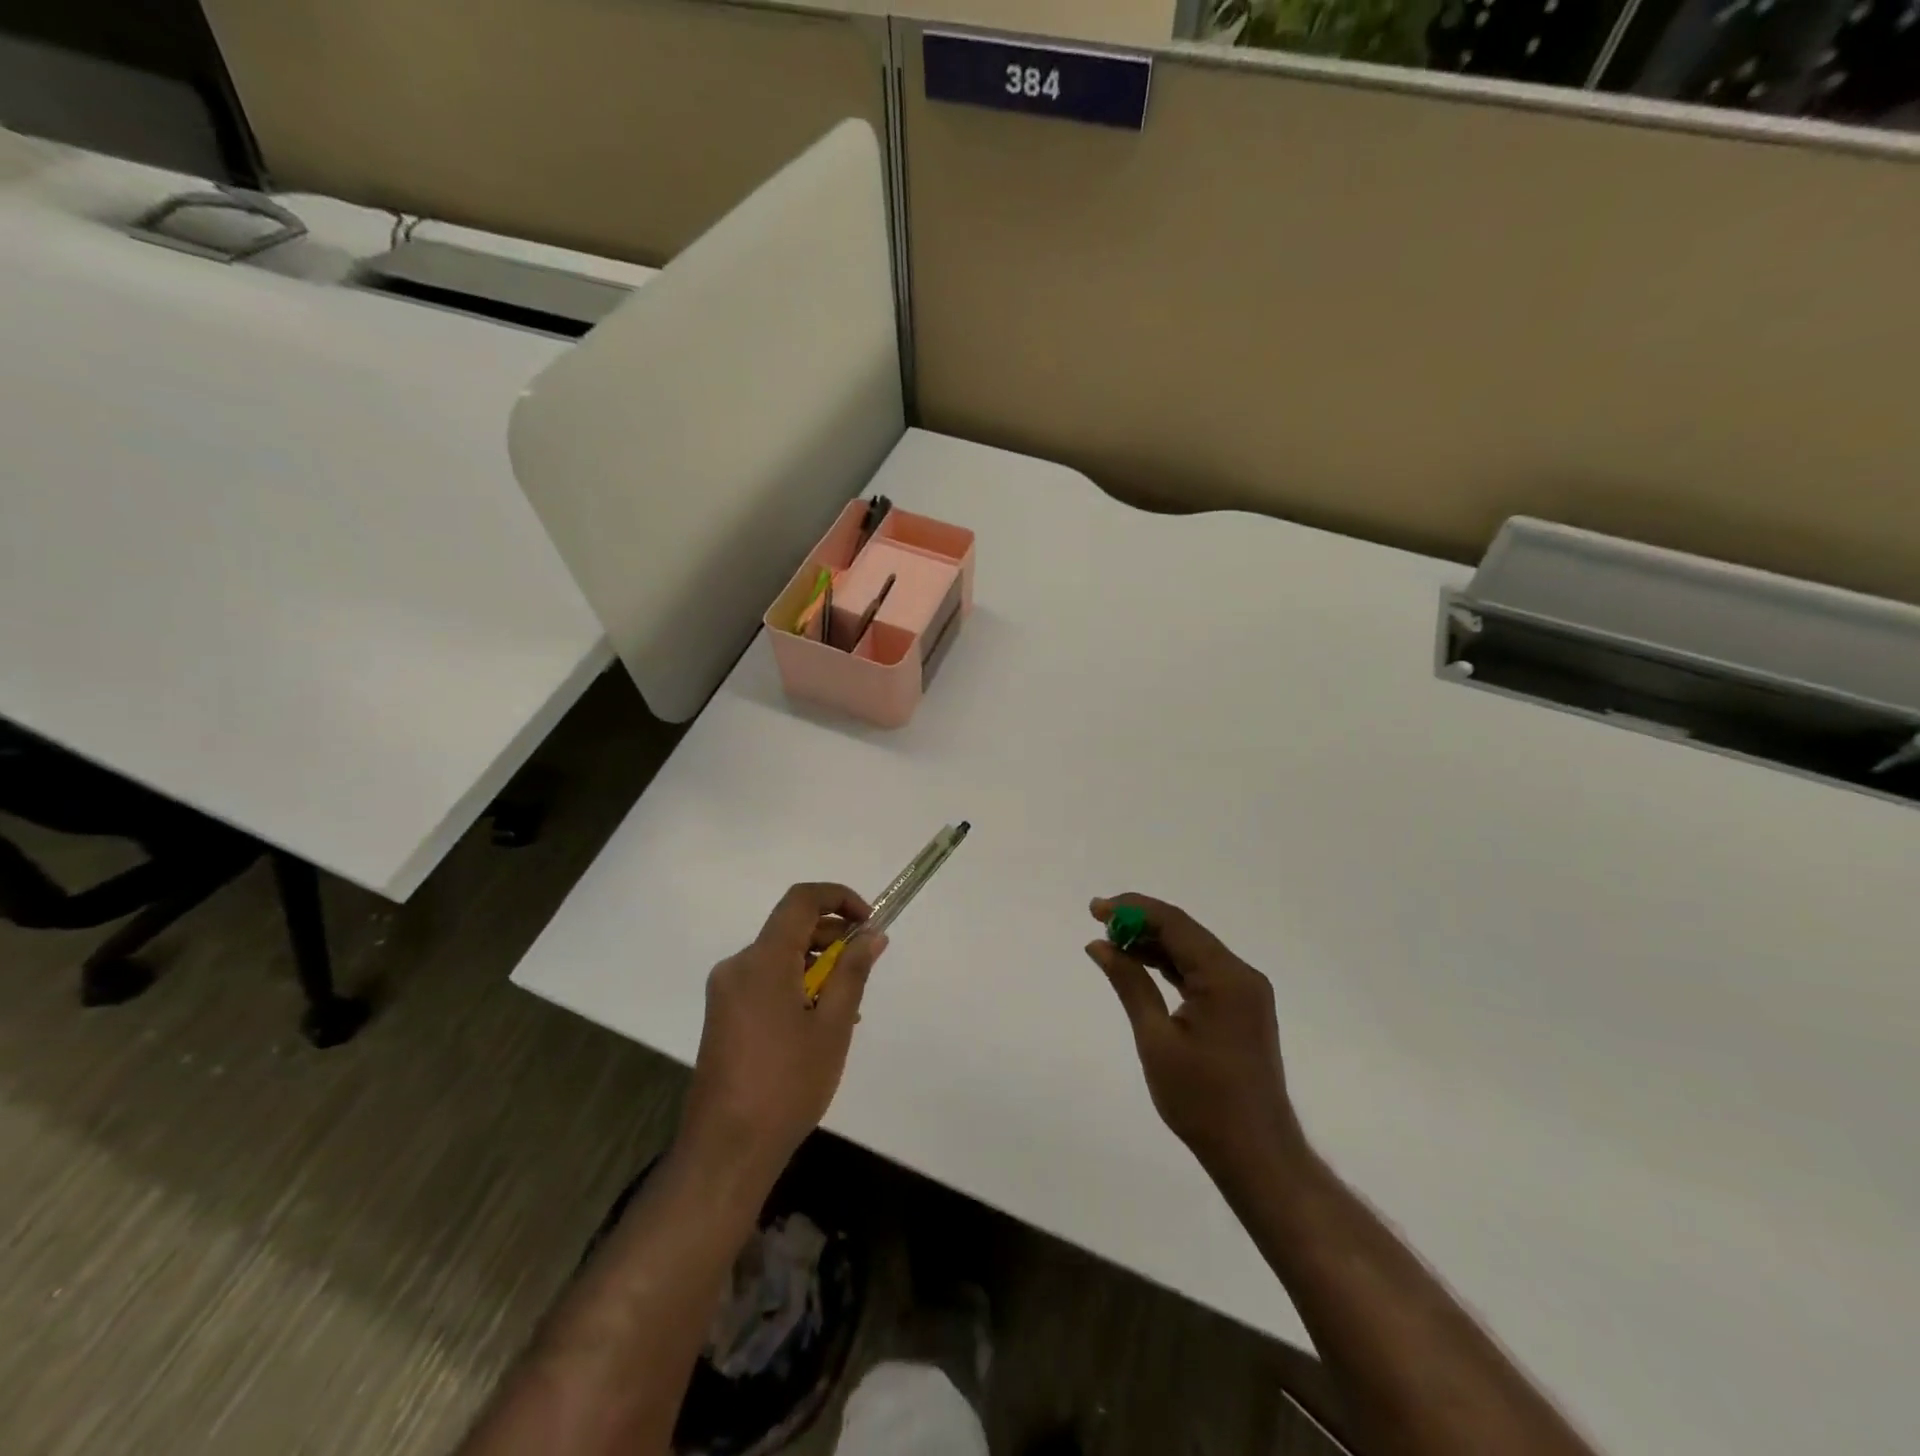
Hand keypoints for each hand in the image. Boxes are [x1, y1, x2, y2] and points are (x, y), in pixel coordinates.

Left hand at [681, 883, 889, 1182]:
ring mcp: (725, 992)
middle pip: (789, 928)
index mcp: (762, 960)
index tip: (869, 921)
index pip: (801, 900)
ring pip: (778, 956)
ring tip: (847, 1005)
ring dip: (816, 964)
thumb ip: (853, 972)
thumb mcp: (832, 1026)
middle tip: (865, 966)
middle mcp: (738, 965)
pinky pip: (765, 981)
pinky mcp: (722, 1015)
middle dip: (832, 936)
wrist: (726, 1149)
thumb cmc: (787, 1084)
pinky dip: (795, 984)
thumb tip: (873, 935)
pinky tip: (818, 1022)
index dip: (838, 898)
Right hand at [1086, 894, 1306, 1179]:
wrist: (1256, 1154)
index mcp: (1225, 977)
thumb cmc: (1202, 1100)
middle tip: (1098, 922)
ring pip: (1192, 951)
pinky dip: (1169, 965)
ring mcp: (1245, 992)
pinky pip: (1201, 972)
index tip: (1095, 909)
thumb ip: (1129, 984)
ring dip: (1153, 943)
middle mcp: (1241, 974)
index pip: (1174, 923)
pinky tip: (1140, 965)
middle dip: (1140, 922)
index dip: (1132, 909)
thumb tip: (1099, 944)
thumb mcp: (1156, 1039)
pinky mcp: (1241, 1008)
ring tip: (1111, 942)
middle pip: (1185, 932)